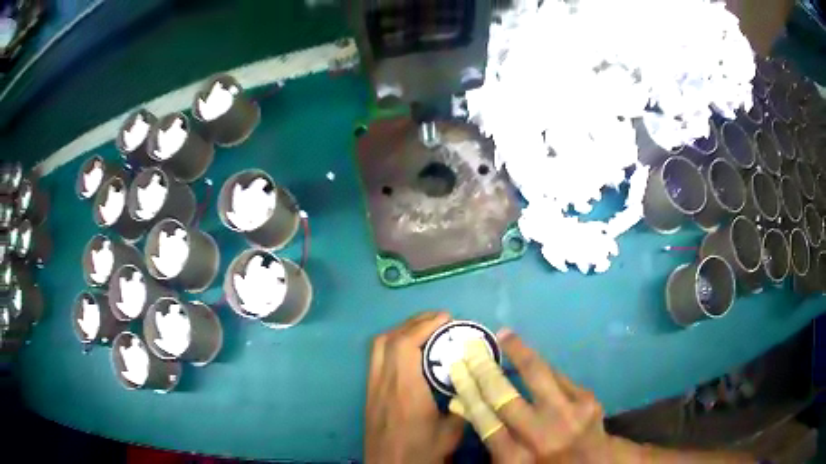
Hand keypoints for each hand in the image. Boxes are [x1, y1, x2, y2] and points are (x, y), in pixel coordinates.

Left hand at [365, 312, 464, 463]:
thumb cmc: (419, 454)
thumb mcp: (450, 434)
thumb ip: (462, 406)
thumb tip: (471, 383)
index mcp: (404, 391)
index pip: (404, 346)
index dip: (423, 325)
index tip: (446, 318)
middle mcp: (383, 384)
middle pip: (387, 340)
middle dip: (413, 323)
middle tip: (438, 320)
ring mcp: (372, 388)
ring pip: (378, 348)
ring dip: (401, 332)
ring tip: (426, 331)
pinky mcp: (369, 395)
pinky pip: (377, 359)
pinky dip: (393, 346)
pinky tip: (411, 354)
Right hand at [450, 329, 608, 462]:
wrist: (592, 463)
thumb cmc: (542, 462)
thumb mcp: (511, 459)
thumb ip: (489, 434)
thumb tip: (461, 402)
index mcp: (515, 457)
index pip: (484, 419)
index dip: (467, 390)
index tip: (456, 367)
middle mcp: (540, 437)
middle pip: (504, 396)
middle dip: (484, 368)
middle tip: (471, 348)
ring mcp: (568, 416)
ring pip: (537, 375)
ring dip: (518, 352)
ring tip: (505, 335)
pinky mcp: (587, 401)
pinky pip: (558, 376)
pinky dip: (542, 367)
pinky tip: (531, 357)